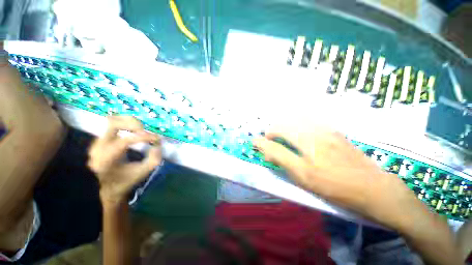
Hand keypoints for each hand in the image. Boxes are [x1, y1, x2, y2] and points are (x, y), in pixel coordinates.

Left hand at [88, 116, 161, 203]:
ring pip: (113, 120)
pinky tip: (135, 131)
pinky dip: (127, 124)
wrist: (106, 187)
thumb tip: (158, 142)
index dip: (144, 137)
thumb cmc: (125, 180)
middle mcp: (99, 147)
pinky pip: (114, 124)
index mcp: (106, 159)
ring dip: (130, 122)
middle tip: (146, 131)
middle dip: (134, 124)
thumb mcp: (143, 172)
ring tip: (142, 129)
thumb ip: (154, 158)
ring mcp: (98, 141)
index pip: (125, 141)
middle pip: (113, 123)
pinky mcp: (102, 139)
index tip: (157, 139)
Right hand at [253, 126, 417, 229]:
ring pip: (297, 120)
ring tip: (281, 135)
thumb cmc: (334, 186)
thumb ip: (279, 157)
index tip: (259, 143)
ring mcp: (326, 129)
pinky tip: (298, 132)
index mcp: (306, 142)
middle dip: (273, 131)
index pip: (277, 134)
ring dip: (284, 126)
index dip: (265, 139)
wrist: (373, 188)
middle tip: (270, 140)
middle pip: (286, 124)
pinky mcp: (334, 132)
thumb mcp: (302, 176)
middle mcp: (314, 131)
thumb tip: (262, 147)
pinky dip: (298, 124)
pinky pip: (310, 121)